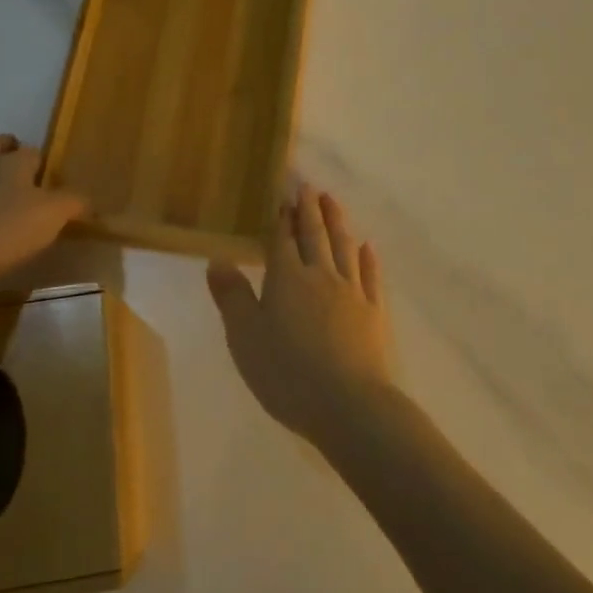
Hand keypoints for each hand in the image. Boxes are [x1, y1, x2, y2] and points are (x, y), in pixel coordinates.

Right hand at [207, 185, 392, 447]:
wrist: (349, 405)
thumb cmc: (287, 373)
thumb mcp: (245, 338)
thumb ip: (232, 297)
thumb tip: (217, 259)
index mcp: (286, 279)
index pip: (282, 240)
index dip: (282, 217)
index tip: (284, 195)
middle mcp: (321, 276)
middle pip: (315, 236)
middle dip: (310, 210)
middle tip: (309, 187)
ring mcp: (352, 292)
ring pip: (344, 247)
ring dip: (337, 222)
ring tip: (333, 201)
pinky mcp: (375, 313)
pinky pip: (371, 275)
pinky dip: (368, 258)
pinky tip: (367, 247)